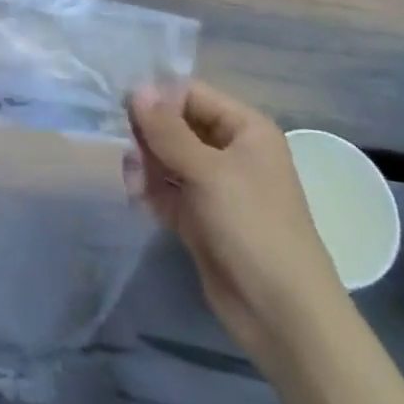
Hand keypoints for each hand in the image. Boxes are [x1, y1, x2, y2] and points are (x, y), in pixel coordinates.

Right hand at [127, 82, 348, 365]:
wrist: (282, 315)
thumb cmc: (253, 227)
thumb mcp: (209, 172)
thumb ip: (168, 130)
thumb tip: (136, 88)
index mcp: (244, 128)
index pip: (190, 94)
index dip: (157, 97)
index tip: (121, 107)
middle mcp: (229, 150)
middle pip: (175, 125)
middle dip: (146, 133)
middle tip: (121, 146)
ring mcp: (213, 186)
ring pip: (166, 158)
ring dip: (144, 163)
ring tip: (132, 179)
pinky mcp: (198, 217)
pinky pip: (165, 190)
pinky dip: (149, 190)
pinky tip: (136, 196)